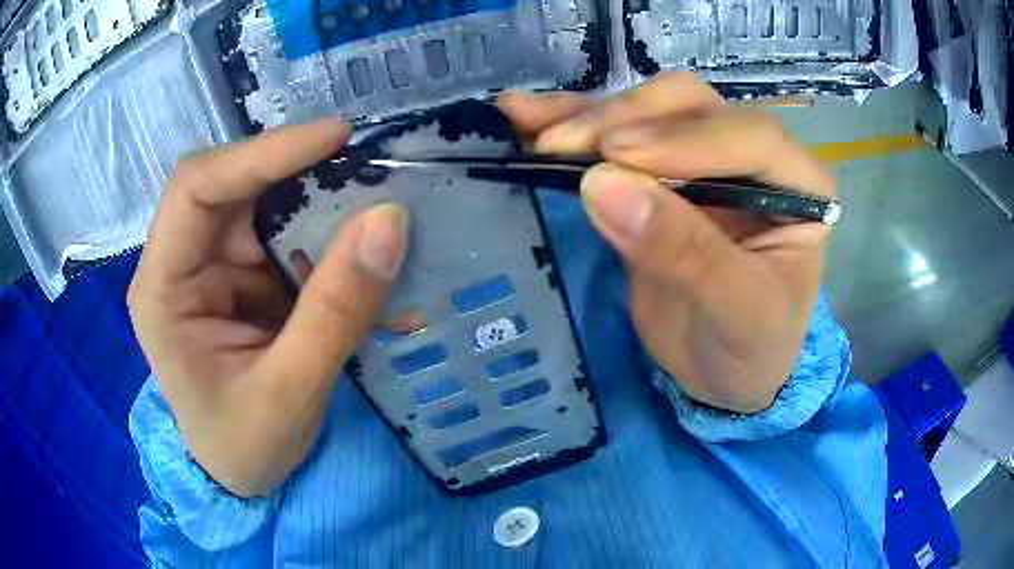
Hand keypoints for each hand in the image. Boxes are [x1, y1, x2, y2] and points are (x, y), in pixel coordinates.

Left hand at [128, 120, 408, 496]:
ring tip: (378, 216)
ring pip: (268, 204)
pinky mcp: (246, 277)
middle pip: (236, 184)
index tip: (335, 138)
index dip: (262, 152)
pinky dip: (332, 242)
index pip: (196, 187)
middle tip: (368, 170)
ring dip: (323, 206)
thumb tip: (389, 220)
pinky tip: (368, 264)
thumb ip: (335, 312)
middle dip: (300, 173)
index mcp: (162, 288)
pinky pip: (291, 238)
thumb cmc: (245, 446)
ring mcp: (215, 266)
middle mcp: (182, 262)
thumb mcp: (290, 392)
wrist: (241, 475)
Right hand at [499, 73, 835, 412]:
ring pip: (648, 110)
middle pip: (691, 107)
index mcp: (799, 185)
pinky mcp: (657, 174)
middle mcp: (752, 156)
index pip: (749, 137)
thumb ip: (685, 251)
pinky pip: (614, 137)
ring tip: (535, 129)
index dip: (684, 140)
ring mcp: (702, 157)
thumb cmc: (751, 349)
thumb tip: (603, 184)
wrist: (724, 373)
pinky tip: (526, 114)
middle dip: (626, 121)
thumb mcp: (737, 313)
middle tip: (564, 149)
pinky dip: (571, 123)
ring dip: (588, 115)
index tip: (615, 156)